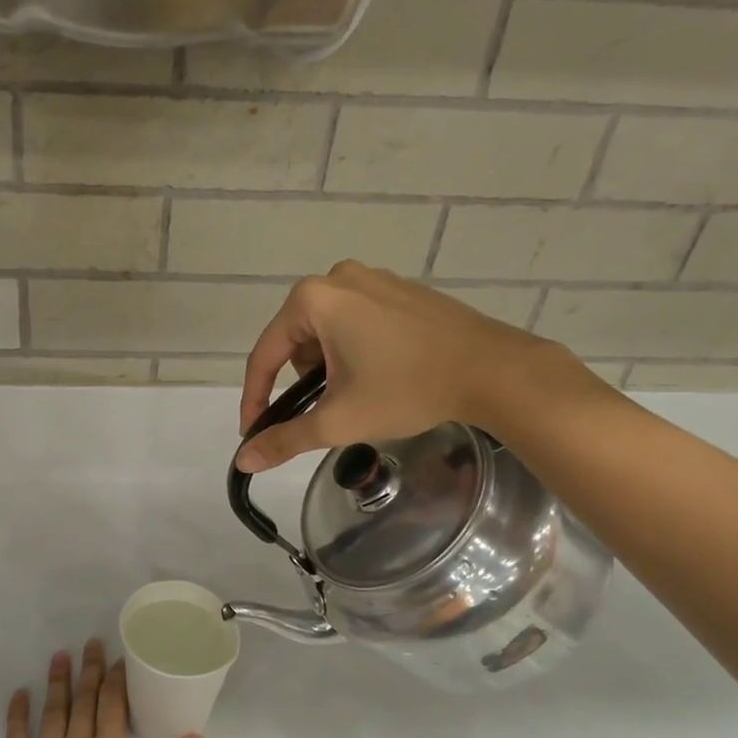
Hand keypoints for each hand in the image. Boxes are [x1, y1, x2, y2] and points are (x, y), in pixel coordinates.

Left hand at [0, 640, 202, 737]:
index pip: (113, 706)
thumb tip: (196, 737)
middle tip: (91, 642)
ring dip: (57, 683)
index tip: (120, 655)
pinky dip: (17, 715)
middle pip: (84, 701)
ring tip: (59, 655)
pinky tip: (19, 694)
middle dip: (90, 671)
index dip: (117, 679)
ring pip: (52, 712)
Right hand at [236, 260, 578, 472]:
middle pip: (296, 340)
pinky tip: (381, 374)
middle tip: (325, 412)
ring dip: (329, 365)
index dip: (255, 398)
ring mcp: (374, 279)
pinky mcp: (401, 289)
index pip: (266, 355)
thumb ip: (285, 439)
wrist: (494, 371)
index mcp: (313, 299)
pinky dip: (355, 349)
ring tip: (356, 395)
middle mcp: (338, 277)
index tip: (253, 432)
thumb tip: (244, 459)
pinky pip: (357, 320)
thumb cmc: (406, 389)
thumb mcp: (338, 420)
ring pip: (327, 330)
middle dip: (302, 380)